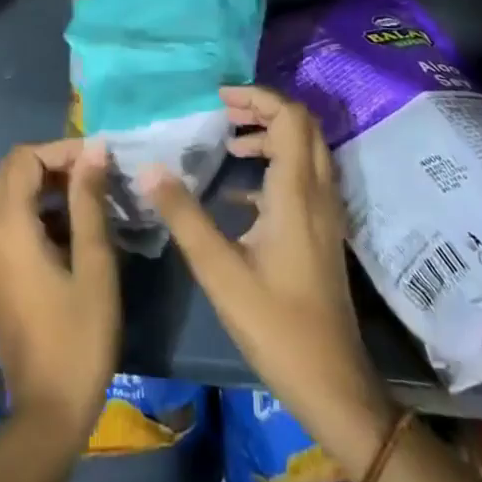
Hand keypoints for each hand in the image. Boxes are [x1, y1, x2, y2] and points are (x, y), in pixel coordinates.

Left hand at [0, 138, 119, 455]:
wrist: (46, 415)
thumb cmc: (79, 337)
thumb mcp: (95, 265)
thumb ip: (89, 200)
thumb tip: (94, 149)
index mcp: (7, 228)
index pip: (25, 159)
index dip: (61, 149)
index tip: (99, 159)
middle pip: (11, 174)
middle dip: (52, 164)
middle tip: (94, 175)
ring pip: (7, 197)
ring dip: (44, 188)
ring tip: (89, 198)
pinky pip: (6, 224)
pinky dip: (34, 213)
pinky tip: (70, 231)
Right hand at [146, 86, 392, 465]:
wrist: (333, 383)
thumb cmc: (275, 324)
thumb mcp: (219, 270)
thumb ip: (183, 215)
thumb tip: (149, 168)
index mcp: (297, 191)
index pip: (290, 117)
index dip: (257, 97)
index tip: (220, 99)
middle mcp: (318, 192)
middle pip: (302, 126)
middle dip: (263, 110)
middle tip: (224, 114)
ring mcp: (325, 213)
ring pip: (305, 151)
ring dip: (270, 136)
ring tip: (228, 144)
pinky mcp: (322, 232)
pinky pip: (303, 178)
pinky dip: (274, 167)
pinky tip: (238, 193)